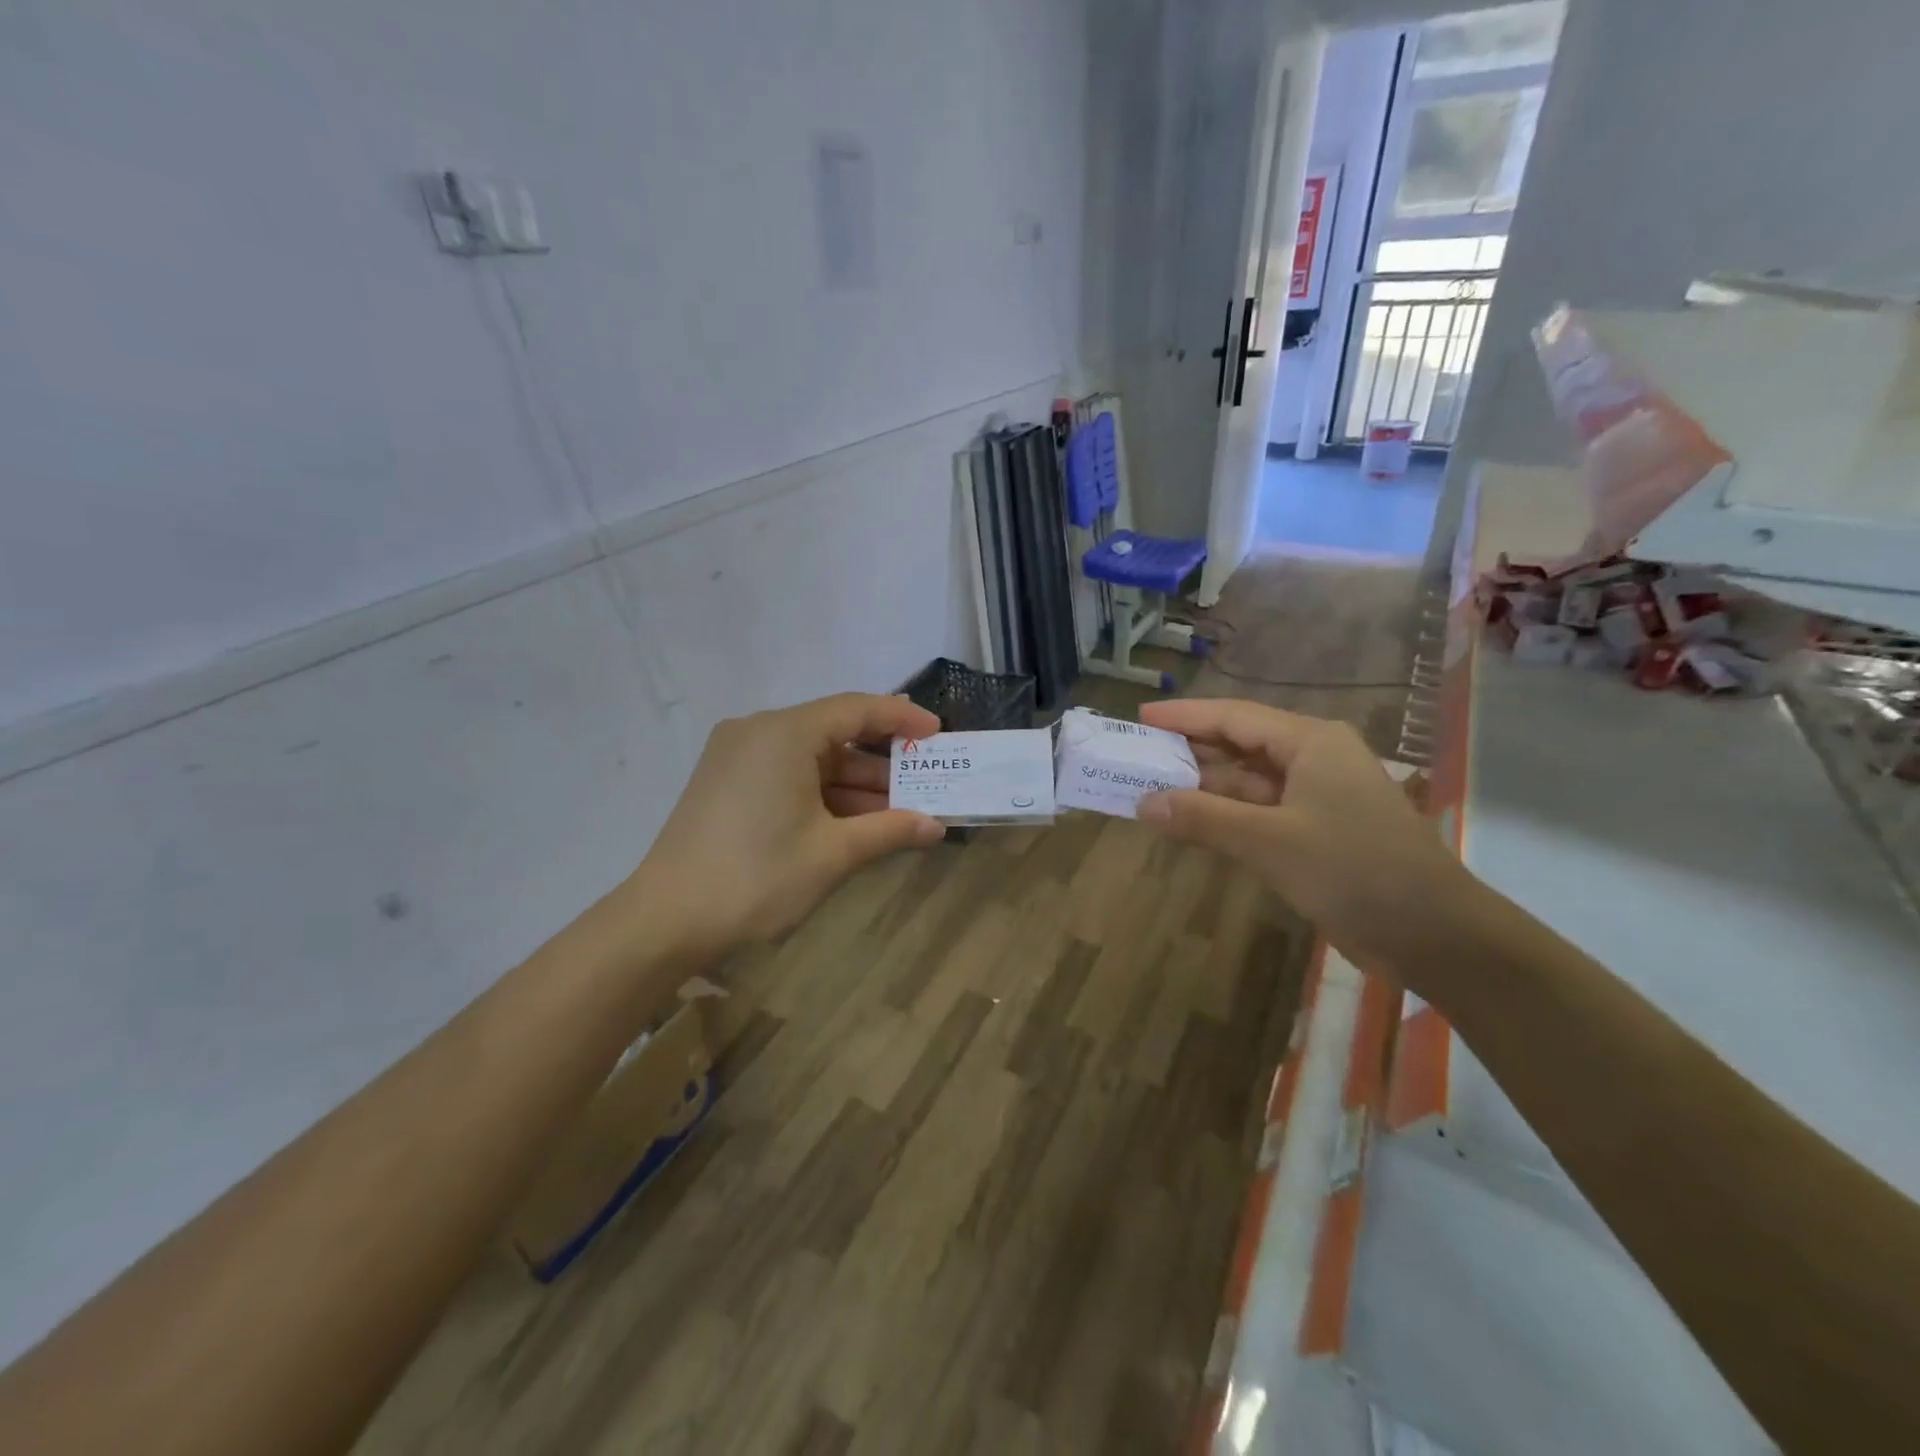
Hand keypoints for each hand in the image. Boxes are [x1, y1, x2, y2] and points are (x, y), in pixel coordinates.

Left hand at [628, 693, 944, 950]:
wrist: (666, 920)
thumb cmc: (757, 877)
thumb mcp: (832, 854)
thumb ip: (889, 830)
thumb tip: (936, 826)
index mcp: (784, 733)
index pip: (856, 709)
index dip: (901, 719)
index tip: (937, 734)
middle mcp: (758, 731)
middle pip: (834, 733)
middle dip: (880, 763)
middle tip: (923, 785)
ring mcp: (737, 755)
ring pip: (811, 758)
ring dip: (853, 784)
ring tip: (896, 813)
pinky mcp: (726, 780)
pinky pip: (788, 773)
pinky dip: (822, 793)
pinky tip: (853, 821)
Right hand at [1135, 698, 1474, 970]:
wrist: (1435, 935)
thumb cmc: (1355, 871)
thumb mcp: (1269, 842)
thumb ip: (1203, 818)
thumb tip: (1142, 803)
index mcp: (1310, 742)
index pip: (1233, 717)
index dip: (1184, 716)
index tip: (1140, 716)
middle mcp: (1313, 759)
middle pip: (1239, 745)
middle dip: (1189, 751)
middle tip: (1137, 755)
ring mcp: (1316, 797)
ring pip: (1247, 782)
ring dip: (1204, 788)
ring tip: (1150, 788)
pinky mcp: (1316, 832)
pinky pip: (1259, 812)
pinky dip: (1225, 816)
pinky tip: (1190, 823)